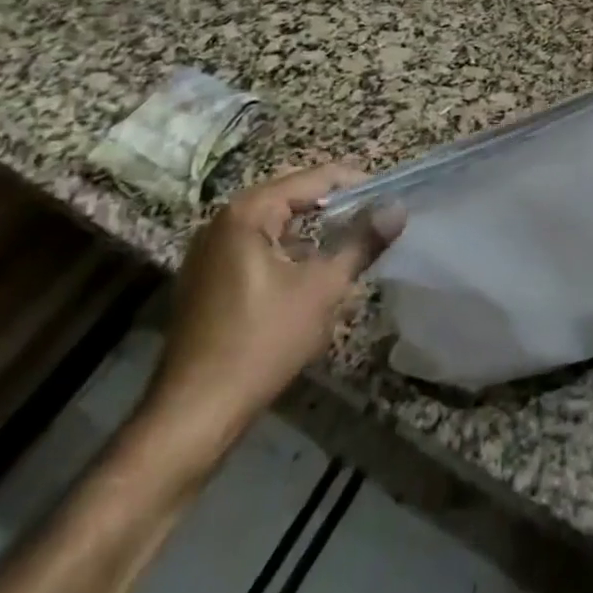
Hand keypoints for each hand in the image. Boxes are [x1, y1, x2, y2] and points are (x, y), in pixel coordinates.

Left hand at [137, 163, 403, 469]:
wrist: (193, 414)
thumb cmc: (263, 341)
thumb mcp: (323, 288)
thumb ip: (362, 242)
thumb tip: (398, 208)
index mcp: (248, 213)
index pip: (312, 178)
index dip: (355, 183)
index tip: (389, 195)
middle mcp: (222, 221)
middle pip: (290, 196)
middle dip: (333, 204)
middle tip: (373, 216)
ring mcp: (208, 252)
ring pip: (272, 224)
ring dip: (310, 228)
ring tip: (349, 241)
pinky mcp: (205, 280)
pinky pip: (255, 247)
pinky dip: (286, 250)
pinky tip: (309, 273)